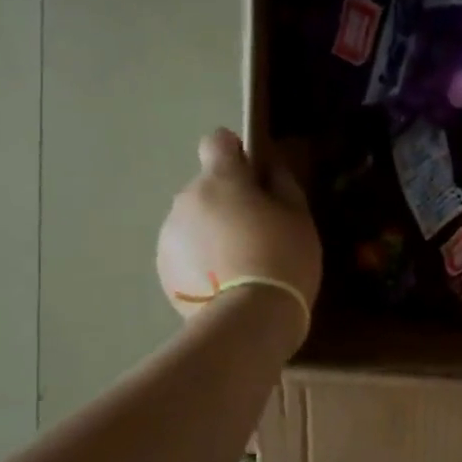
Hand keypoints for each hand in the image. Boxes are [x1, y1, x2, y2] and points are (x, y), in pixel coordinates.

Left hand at [157, 129, 321, 343]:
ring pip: (194, 222)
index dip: (236, 154)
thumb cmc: (282, 260)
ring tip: (239, 267)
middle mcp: (186, 200)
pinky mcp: (163, 269)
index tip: (255, 178)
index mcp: (220, 180)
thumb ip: (283, 184)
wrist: (248, 319)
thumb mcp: (299, 218)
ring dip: (212, 233)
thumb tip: (270, 167)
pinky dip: (200, 261)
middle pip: (207, 188)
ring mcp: (169, 235)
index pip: (217, 142)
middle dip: (227, 202)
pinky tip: (223, 285)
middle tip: (257, 234)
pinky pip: (185, 253)